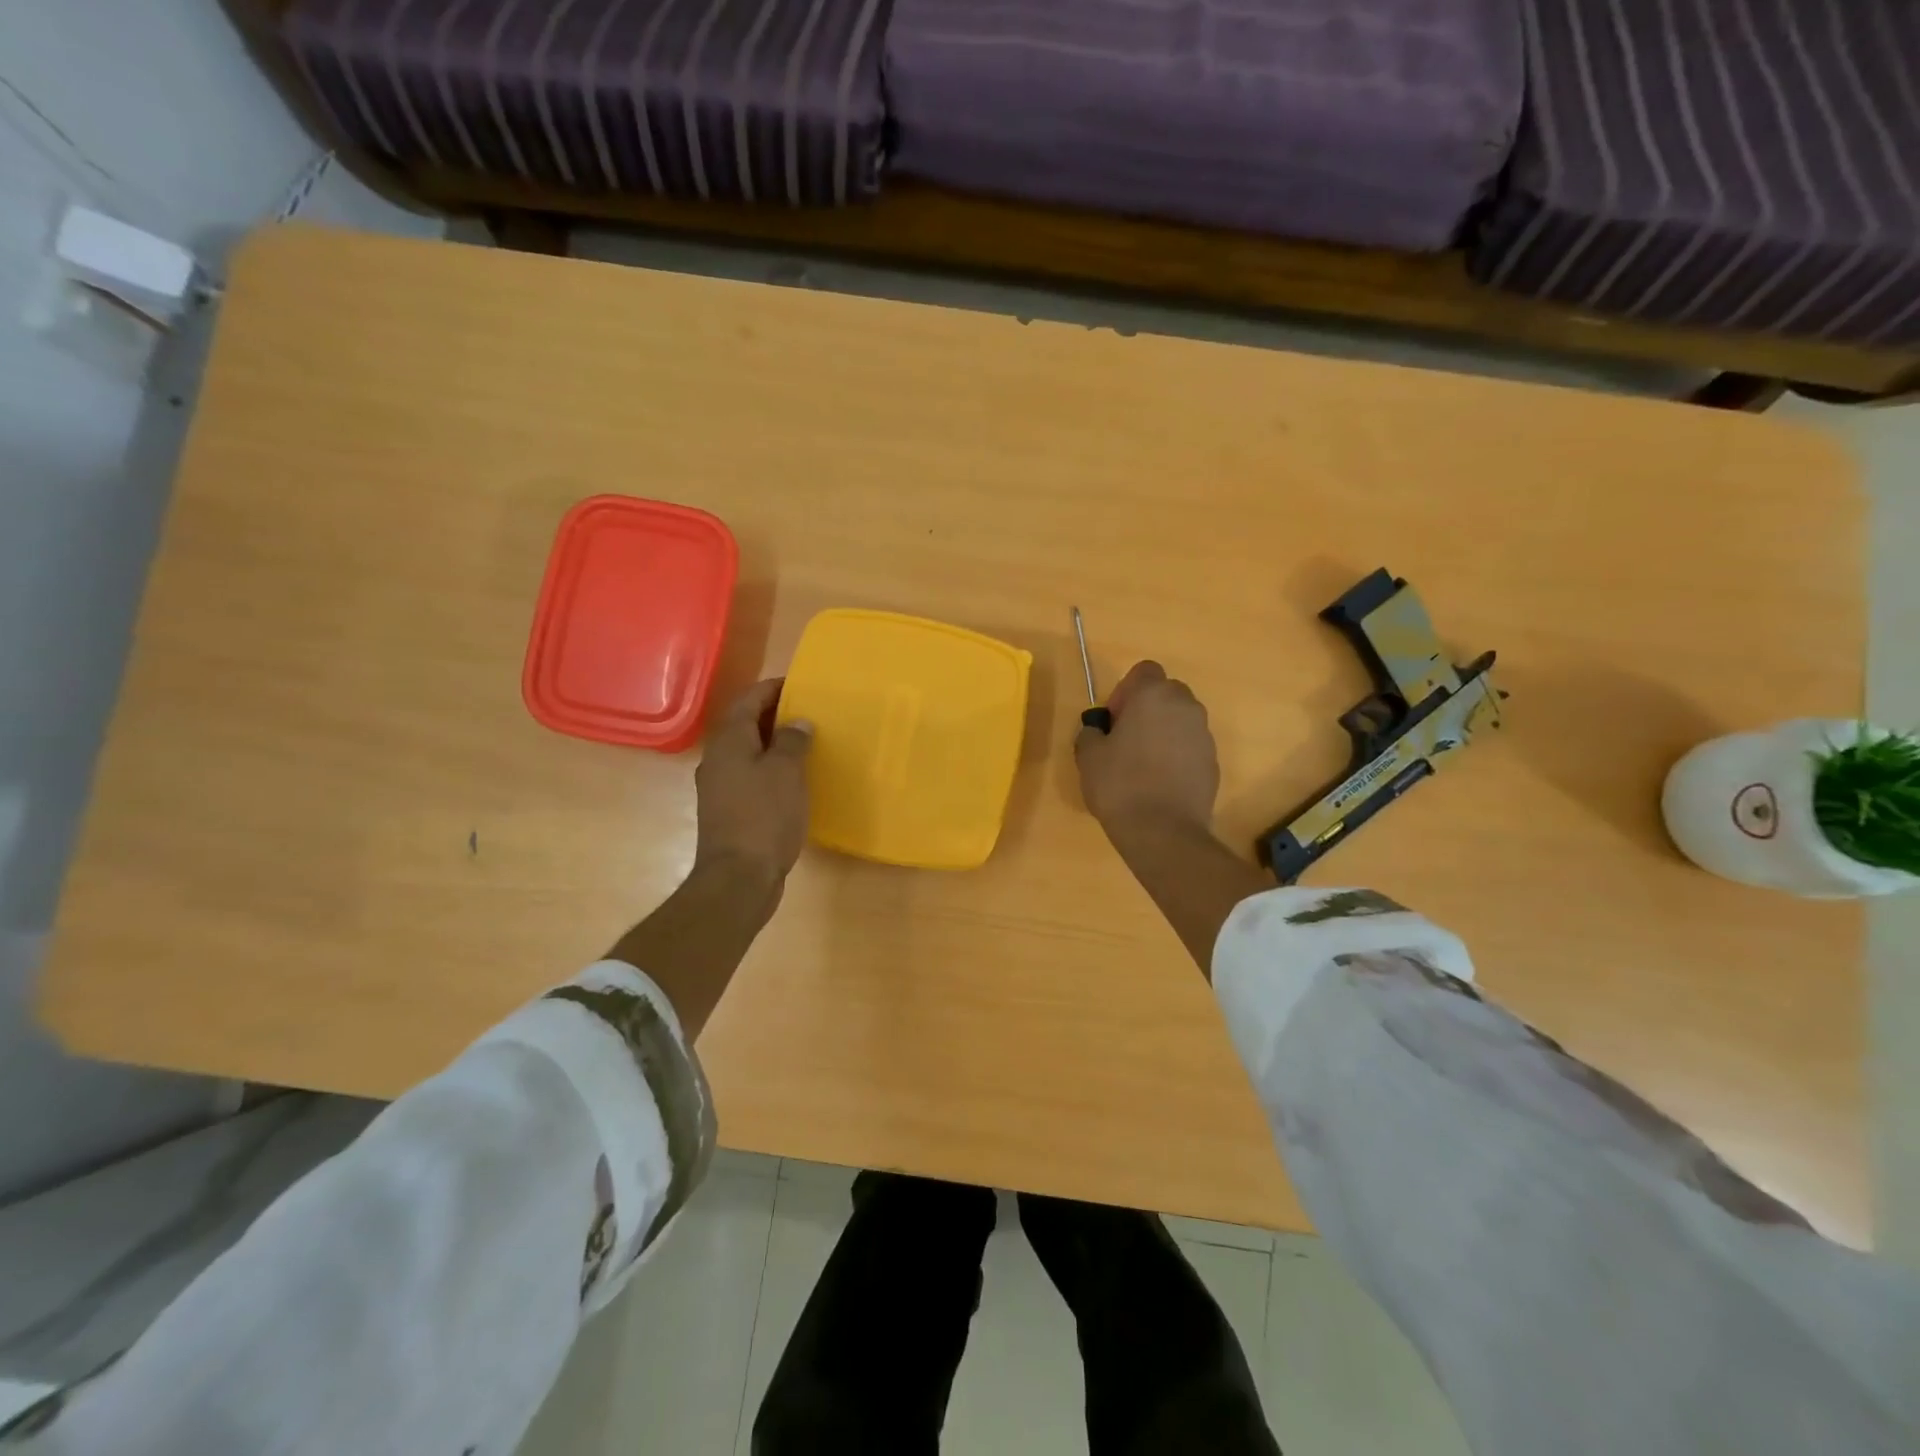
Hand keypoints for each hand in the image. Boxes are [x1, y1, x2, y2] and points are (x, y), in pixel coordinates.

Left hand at [693, 679, 813, 888]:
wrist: (738, 877)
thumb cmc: (764, 816)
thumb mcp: (786, 772)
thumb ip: (793, 741)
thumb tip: (797, 722)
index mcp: (729, 740)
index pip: (749, 699)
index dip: (774, 689)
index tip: (801, 684)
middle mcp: (718, 758)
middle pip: (745, 724)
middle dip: (775, 715)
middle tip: (809, 712)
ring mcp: (720, 787)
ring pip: (748, 752)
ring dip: (773, 744)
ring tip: (806, 743)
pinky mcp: (728, 810)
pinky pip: (750, 776)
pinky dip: (770, 769)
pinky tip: (793, 779)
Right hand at [1075, 661, 1219, 842]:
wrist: (1163, 831)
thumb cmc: (1120, 785)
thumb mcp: (1088, 756)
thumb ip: (1092, 733)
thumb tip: (1099, 731)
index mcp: (1153, 695)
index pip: (1144, 671)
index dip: (1126, 691)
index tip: (1114, 720)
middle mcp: (1185, 706)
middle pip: (1166, 692)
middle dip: (1147, 708)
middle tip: (1126, 739)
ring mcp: (1204, 734)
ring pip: (1180, 720)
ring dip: (1163, 732)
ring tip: (1143, 764)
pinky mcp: (1213, 761)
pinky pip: (1191, 746)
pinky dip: (1177, 755)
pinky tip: (1159, 783)